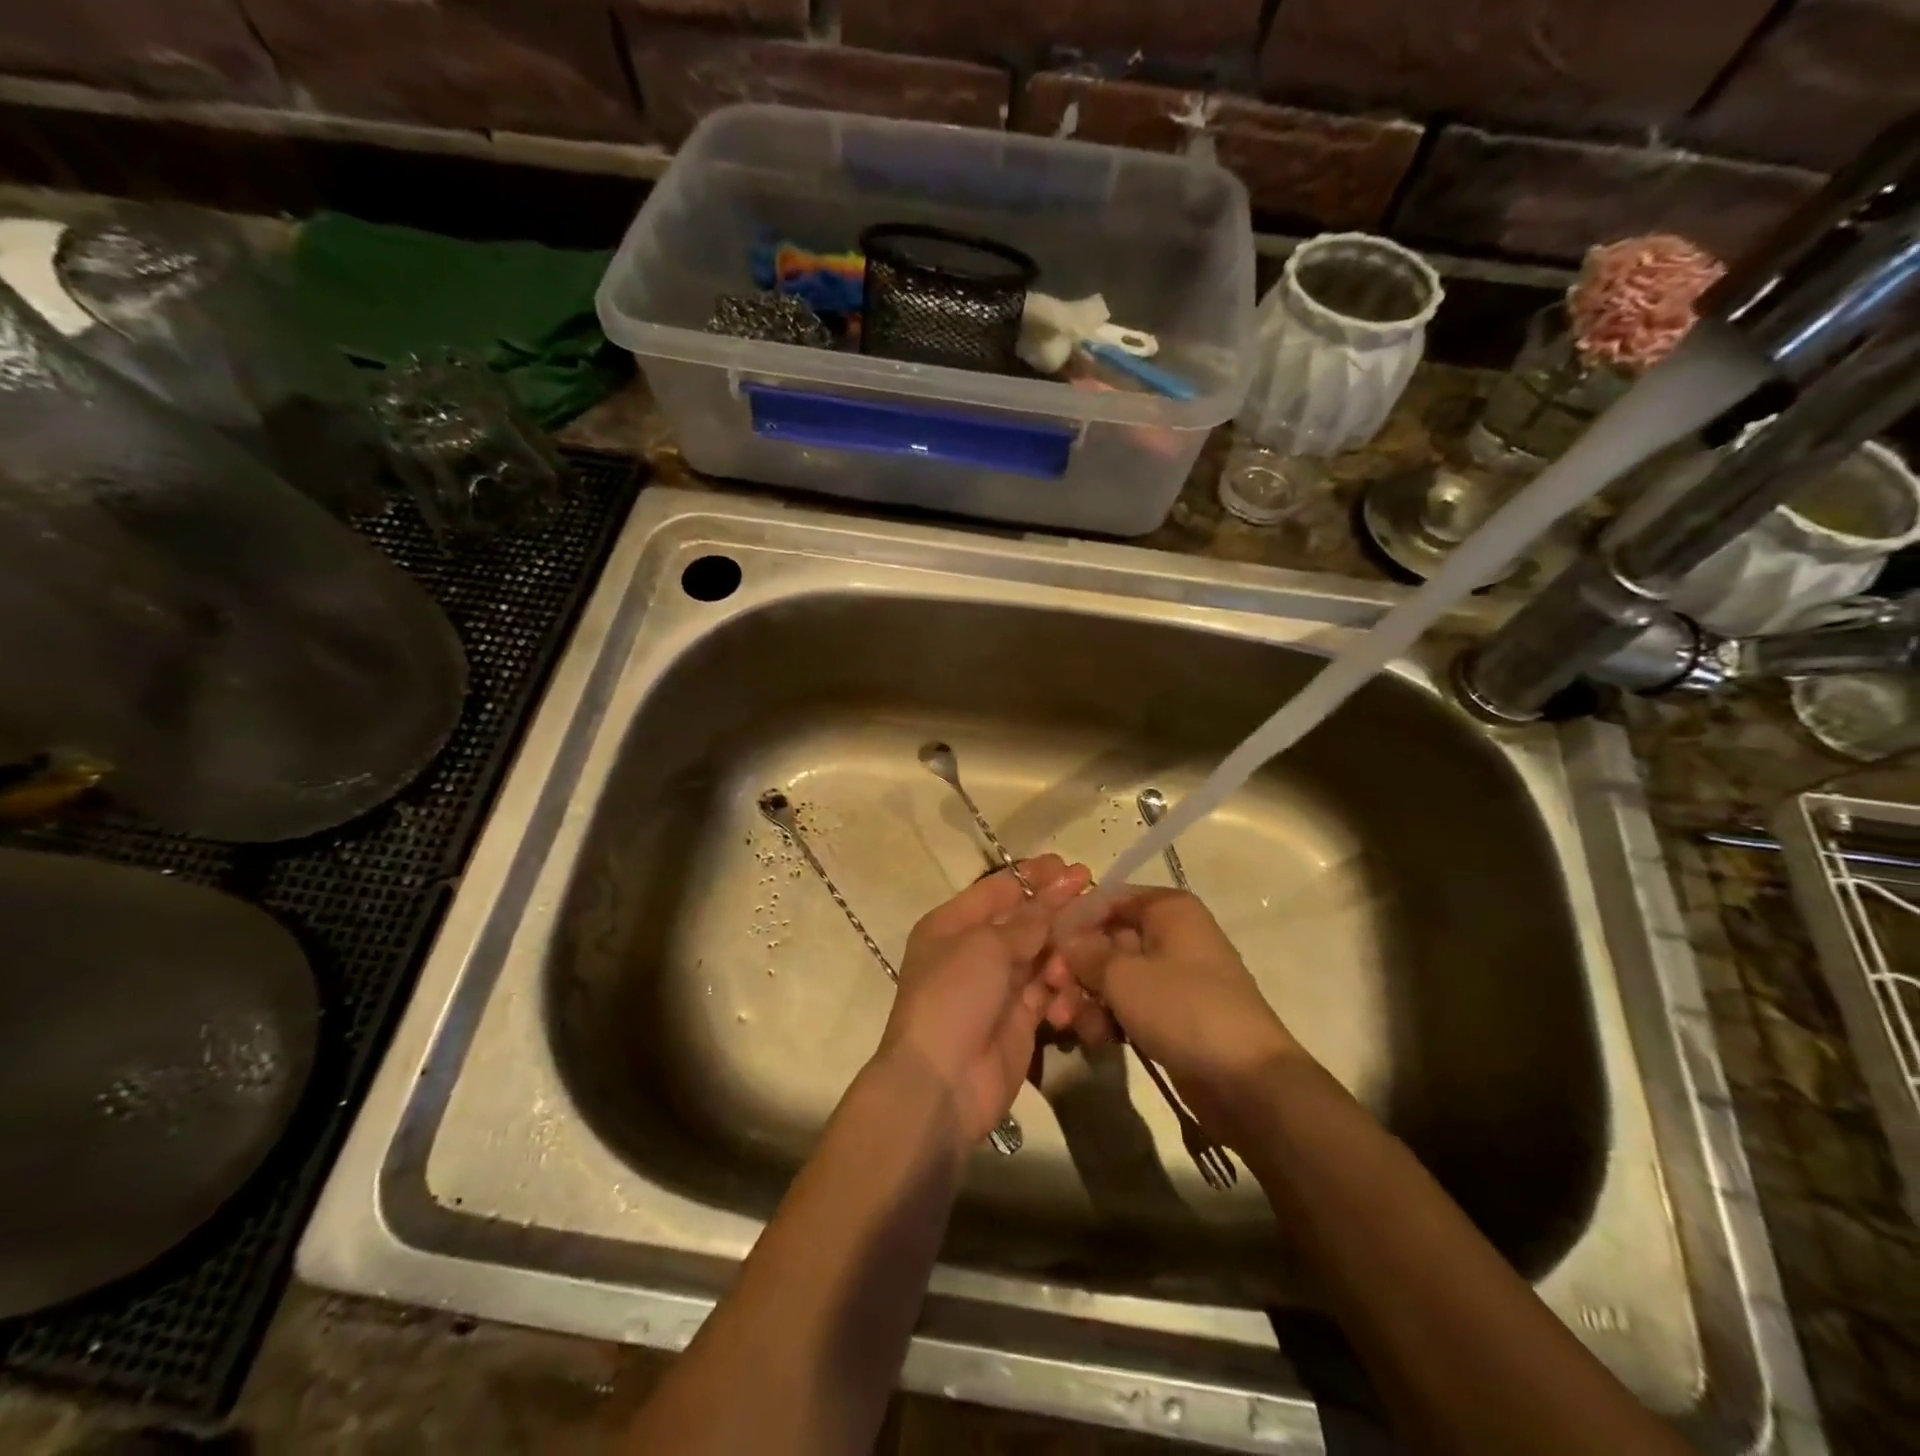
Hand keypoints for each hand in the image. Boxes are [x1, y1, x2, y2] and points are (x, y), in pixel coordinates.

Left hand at [876, 855, 1091, 1148]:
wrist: (941, 1083)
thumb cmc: (954, 997)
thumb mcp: (986, 947)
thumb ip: (1026, 922)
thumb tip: (1052, 899)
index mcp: (951, 925)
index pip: (997, 890)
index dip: (1032, 876)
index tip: (1069, 865)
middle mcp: (972, 952)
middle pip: (1022, 922)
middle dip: (1056, 909)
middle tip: (1094, 892)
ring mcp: (996, 988)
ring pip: (1039, 957)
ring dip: (1061, 952)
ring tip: (1084, 948)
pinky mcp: (1019, 1021)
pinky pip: (1047, 993)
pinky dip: (1061, 989)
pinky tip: (1071, 991)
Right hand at [1052, 888, 1300, 1139]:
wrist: (1247, 1081)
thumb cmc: (1183, 1008)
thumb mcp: (1124, 976)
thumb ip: (1086, 953)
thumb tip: (1066, 943)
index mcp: (1168, 910)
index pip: (1108, 899)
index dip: (1073, 921)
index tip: (1043, 947)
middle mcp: (1172, 935)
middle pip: (1108, 940)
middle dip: (1075, 968)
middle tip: (1049, 994)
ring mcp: (1174, 978)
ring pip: (1115, 977)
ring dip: (1086, 998)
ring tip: (1066, 1024)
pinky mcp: (1173, 1015)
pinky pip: (1130, 1005)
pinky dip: (1109, 1017)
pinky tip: (1093, 1039)